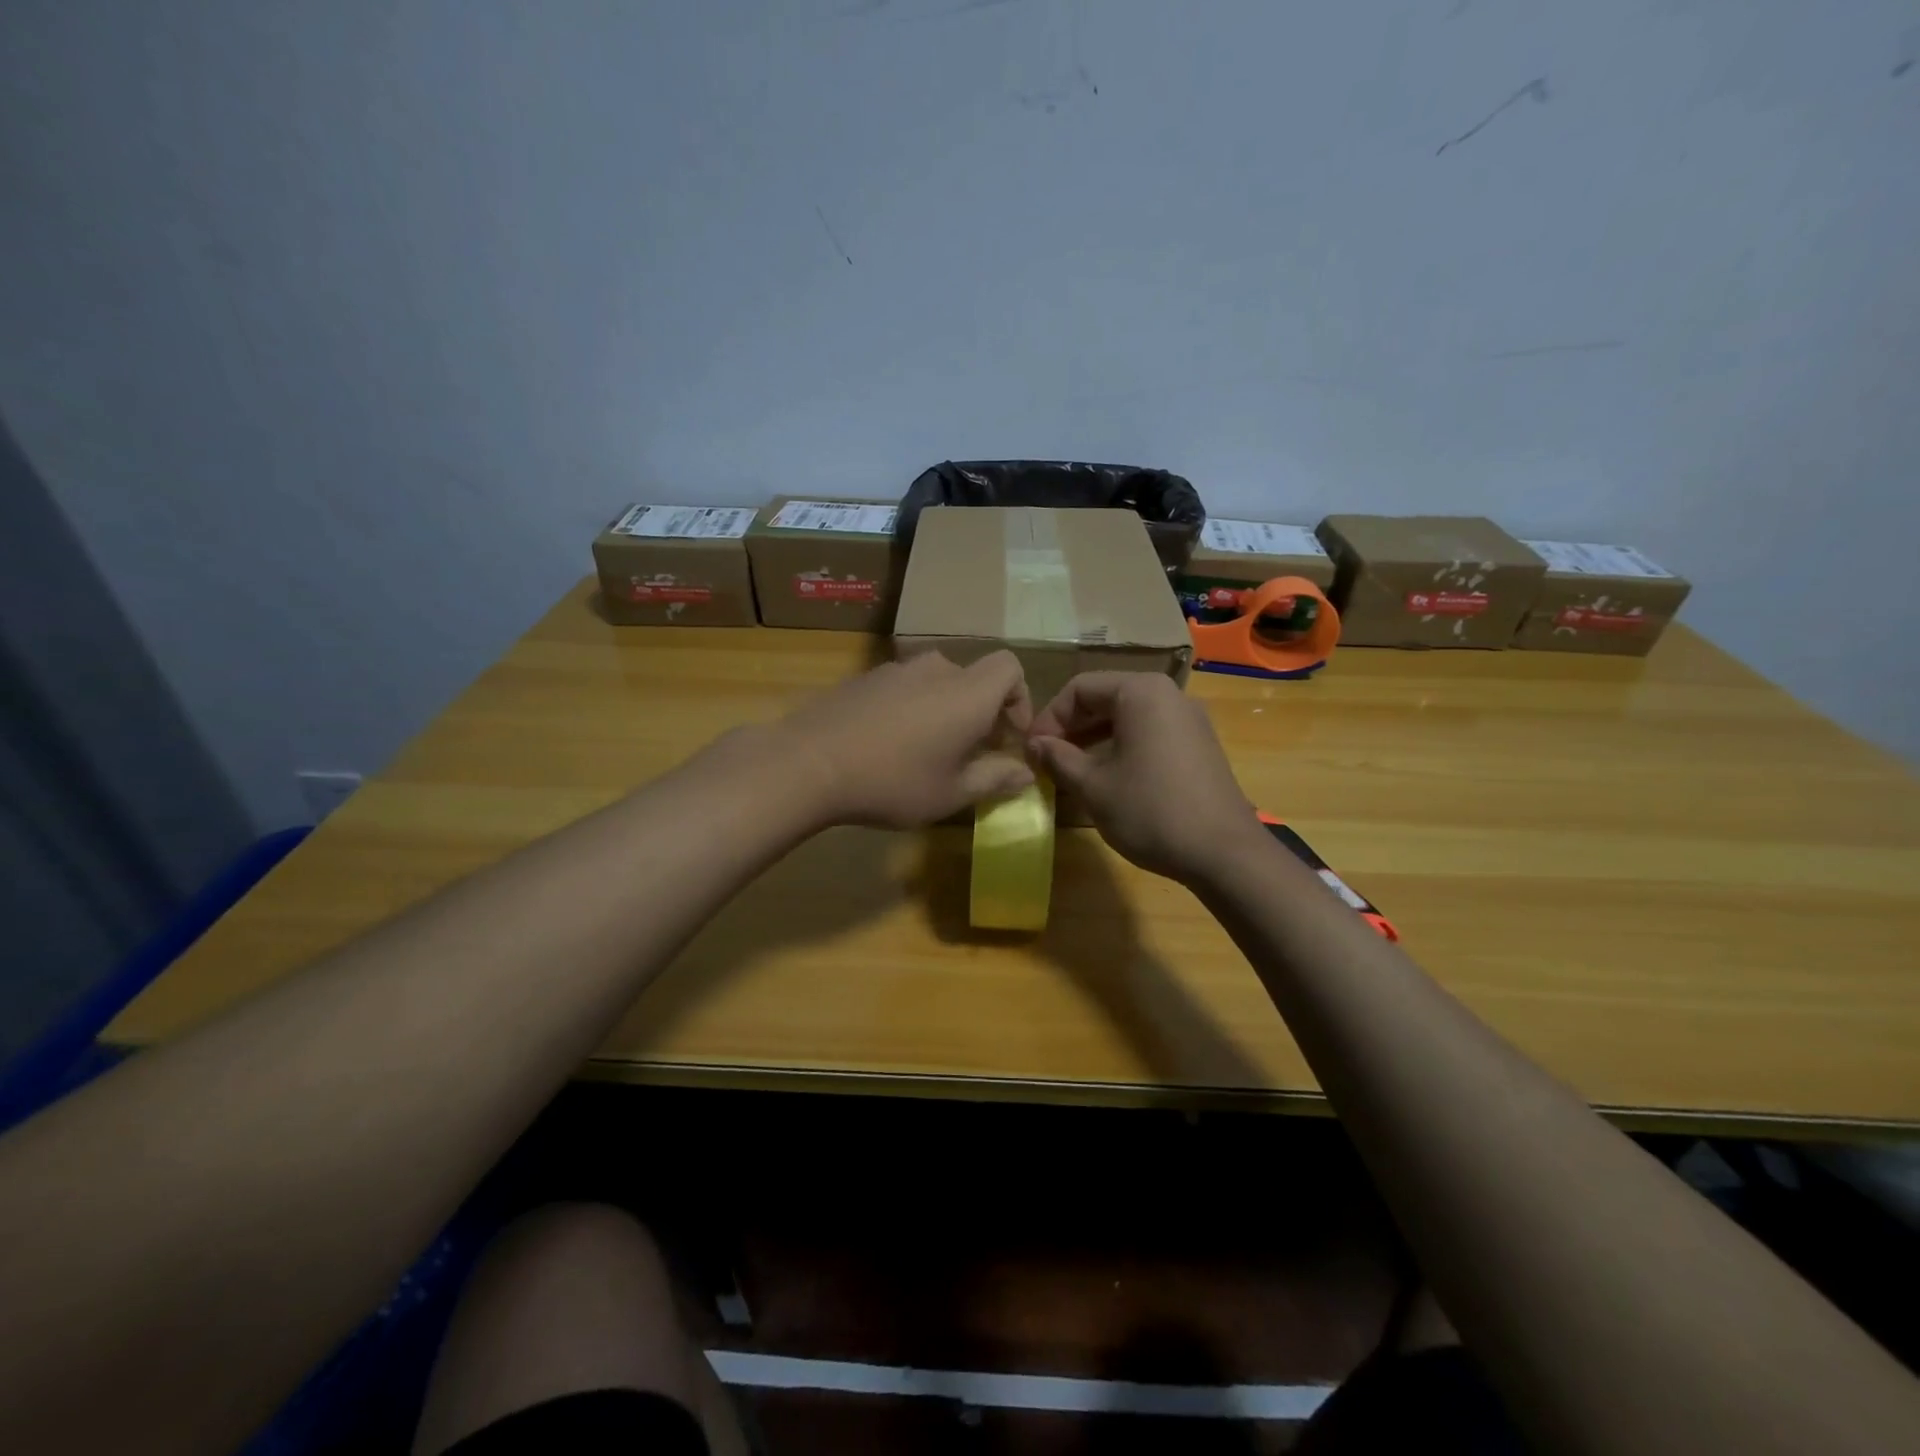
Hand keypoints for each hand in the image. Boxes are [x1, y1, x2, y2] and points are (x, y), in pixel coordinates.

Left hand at [777, 649, 1034, 828]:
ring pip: (935, 683)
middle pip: (973, 678)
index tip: (1008, 737)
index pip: (1010, 667)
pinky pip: (902, 688)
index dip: (1019, 698)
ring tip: (926, 751)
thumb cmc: (893, 781)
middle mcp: (935, 670)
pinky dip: (910, 709)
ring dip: (943, 711)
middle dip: (980, 712)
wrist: (809, 763)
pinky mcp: (863, 679)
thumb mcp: (951, 793)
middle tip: (970, 753)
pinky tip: (887, 745)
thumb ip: (995, 778)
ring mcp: (894, 670)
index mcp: (967, 692)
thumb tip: (1025, 773)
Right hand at [1028, 672, 1258, 883]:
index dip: (1049, 717)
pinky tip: (1107, 777)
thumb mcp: (1093, 786)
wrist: (1225, 853)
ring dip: (1094, 738)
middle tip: (1047, 759)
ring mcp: (1189, 719)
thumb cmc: (1151, 812)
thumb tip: (1035, 744)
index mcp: (1141, 693)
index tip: (1032, 750)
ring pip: (1128, 717)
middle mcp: (1168, 695)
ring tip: (1070, 770)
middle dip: (1071, 727)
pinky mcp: (1199, 744)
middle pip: (1106, 697)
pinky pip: (1150, 732)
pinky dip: (1122, 746)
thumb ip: (1058, 758)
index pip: (1080, 688)